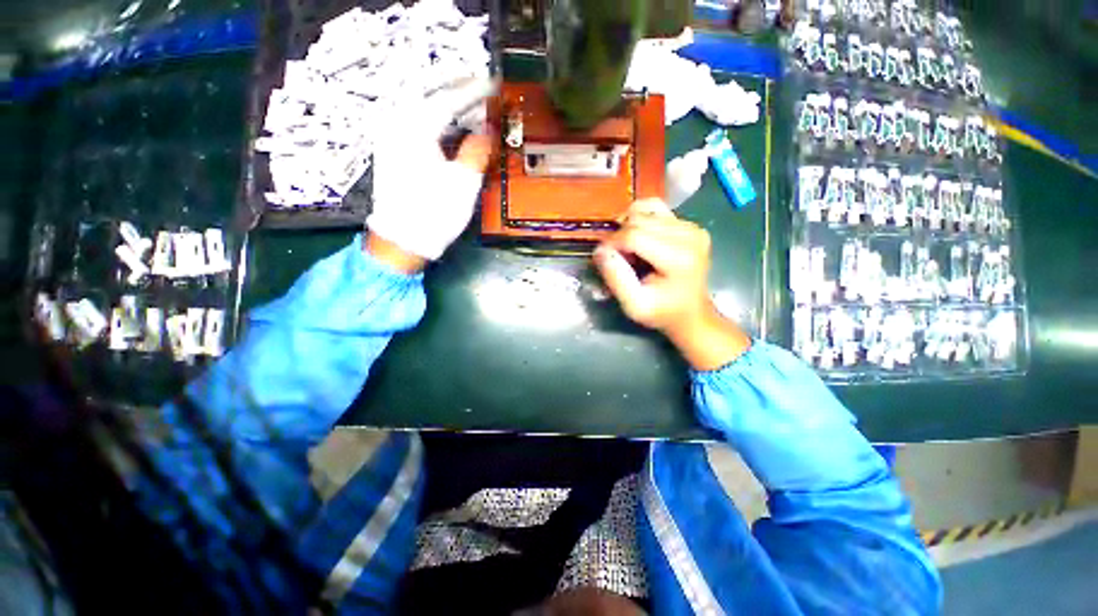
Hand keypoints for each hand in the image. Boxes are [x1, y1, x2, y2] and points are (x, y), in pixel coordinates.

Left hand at [366, 77, 497, 269]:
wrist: (403, 239)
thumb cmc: (434, 213)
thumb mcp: (464, 184)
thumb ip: (477, 151)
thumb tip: (487, 132)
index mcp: (415, 129)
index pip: (449, 99)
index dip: (475, 91)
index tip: (494, 84)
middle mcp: (397, 124)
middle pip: (427, 91)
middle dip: (455, 84)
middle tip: (479, 83)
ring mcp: (389, 135)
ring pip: (418, 103)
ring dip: (443, 98)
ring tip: (466, 98)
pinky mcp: (390, 149)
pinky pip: (413, 119)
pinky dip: (433, 115)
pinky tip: (446, 120)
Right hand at [594, 199, 750, 370]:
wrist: (690, 314)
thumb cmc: (662, 313)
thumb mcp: (633, 306)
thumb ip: (616, 278)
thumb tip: (600, 250)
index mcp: (678, 258)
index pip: (633, 235)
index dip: (611, 244)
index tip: (604, 260)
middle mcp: (689, 235)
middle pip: (638, 219)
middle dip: (619, 237)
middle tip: (619, 260)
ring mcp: (692, 227)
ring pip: (644, 210)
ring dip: (628, 227)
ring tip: (629, 249)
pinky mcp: (690, 224)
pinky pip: (656, 208)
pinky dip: (640, 220)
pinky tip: (640, 238)